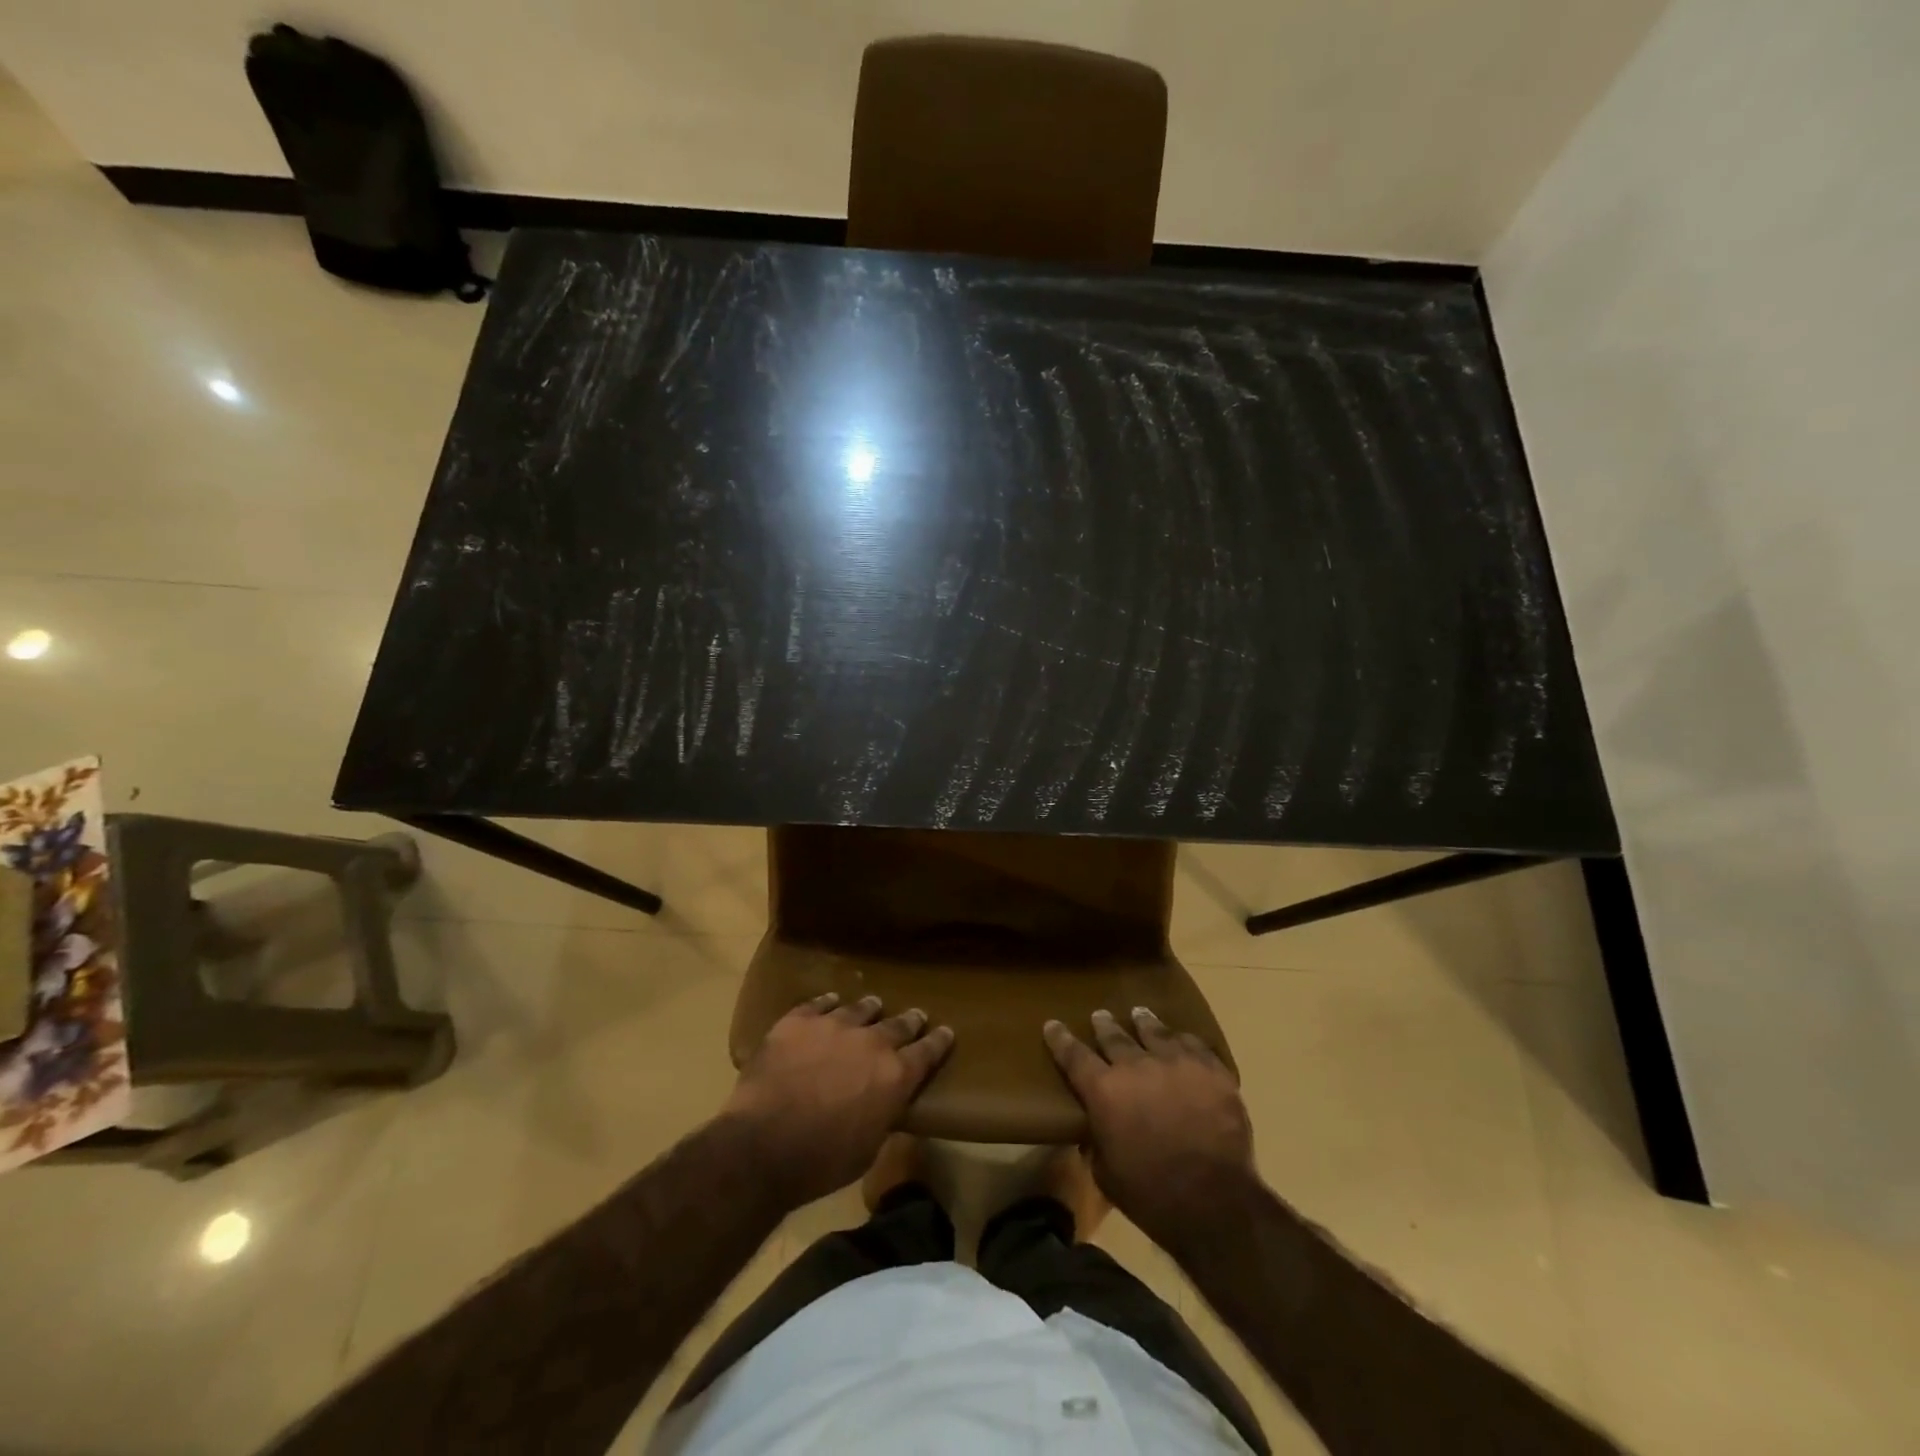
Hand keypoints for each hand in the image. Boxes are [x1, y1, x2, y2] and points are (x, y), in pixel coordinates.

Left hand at [724, 993, 953, 1209]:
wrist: (763, 1144)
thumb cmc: (822, 1161)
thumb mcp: (868, 1147)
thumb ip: (882, 1115)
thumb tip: (885, 1103)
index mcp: (894, 1076)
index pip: (927, 1052)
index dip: (939, 1041)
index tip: (946, 1031)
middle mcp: (871, 1042)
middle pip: (898, 1024)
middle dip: (910, 1021)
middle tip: (916, 1015)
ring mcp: (834, 1026)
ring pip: (859, 1009)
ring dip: (870, 1009)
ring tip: (873, 1004)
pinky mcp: (799, 1021)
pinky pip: (819, 1004)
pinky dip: (828, 1002)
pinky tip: (831, 1001)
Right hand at [1045, 1007, 1254, 1244]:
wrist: (1215, 1202)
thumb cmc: (1152, 1195)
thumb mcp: (1106, 1174)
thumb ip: (1097, 1143)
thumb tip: (1095, 1131)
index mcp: (1104, 1090)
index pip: (1074, 1055)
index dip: (1060, 1038)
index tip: (1052, 1024)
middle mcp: (1136, 1066)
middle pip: (1114, 1036)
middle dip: (1103, 1025)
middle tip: (1099, 1016)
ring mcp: (1177, 1063)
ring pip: (1155, 1032)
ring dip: (1143, 1022)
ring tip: (1139, 1014)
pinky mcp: (1212, 1072)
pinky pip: (1194, 1045)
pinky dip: (1183, 1040)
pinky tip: (1181, 1039)